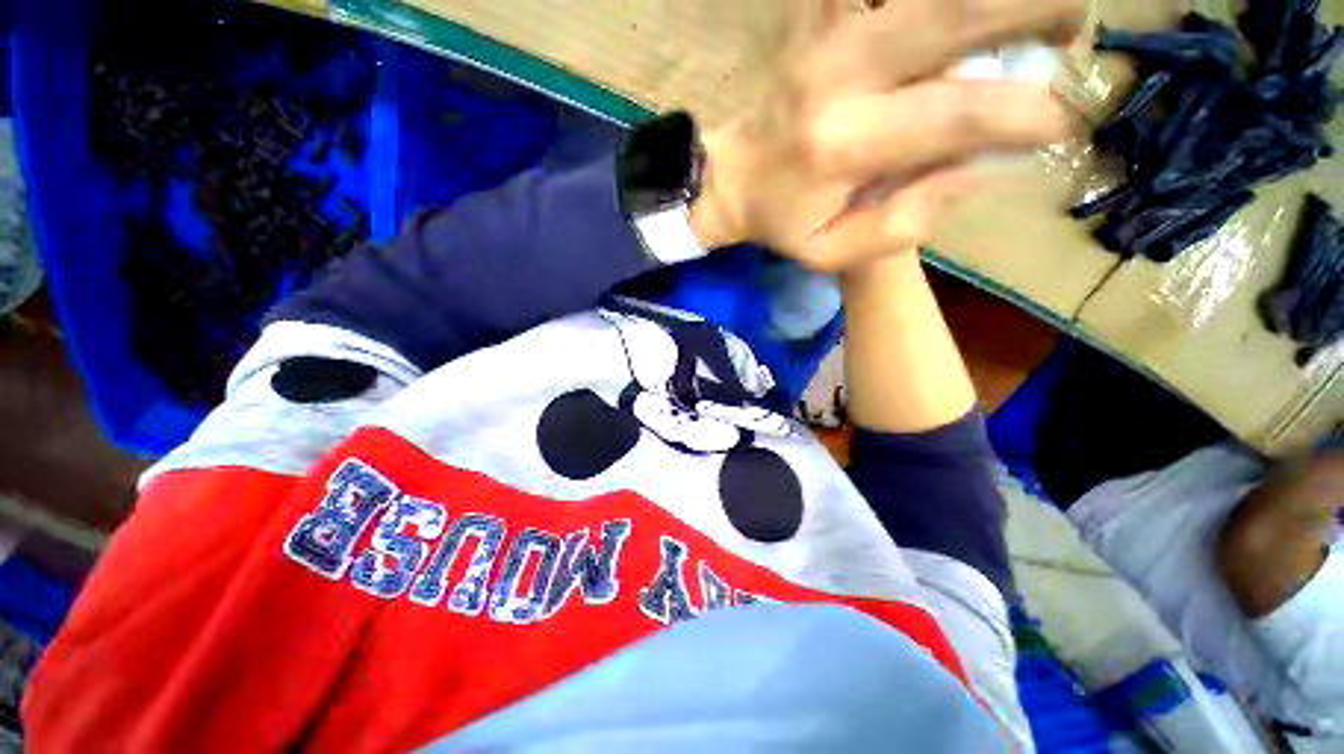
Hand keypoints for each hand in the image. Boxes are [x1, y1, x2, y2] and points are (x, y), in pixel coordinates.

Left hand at [691, 0, 1083, 271]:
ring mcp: (824, 30)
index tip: (1061, 125)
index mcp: (845, 146)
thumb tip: (979, 168)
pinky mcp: (812, 12)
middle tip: (1069, 31)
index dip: (1030, 114)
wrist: (732, 178)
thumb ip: (905, 222)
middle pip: (956, 10)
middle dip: (1039, 6)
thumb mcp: (834, 249)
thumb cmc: (783, 221)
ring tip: (1023, 16)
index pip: (960, 116)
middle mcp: (840, 74)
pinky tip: (942, 17)